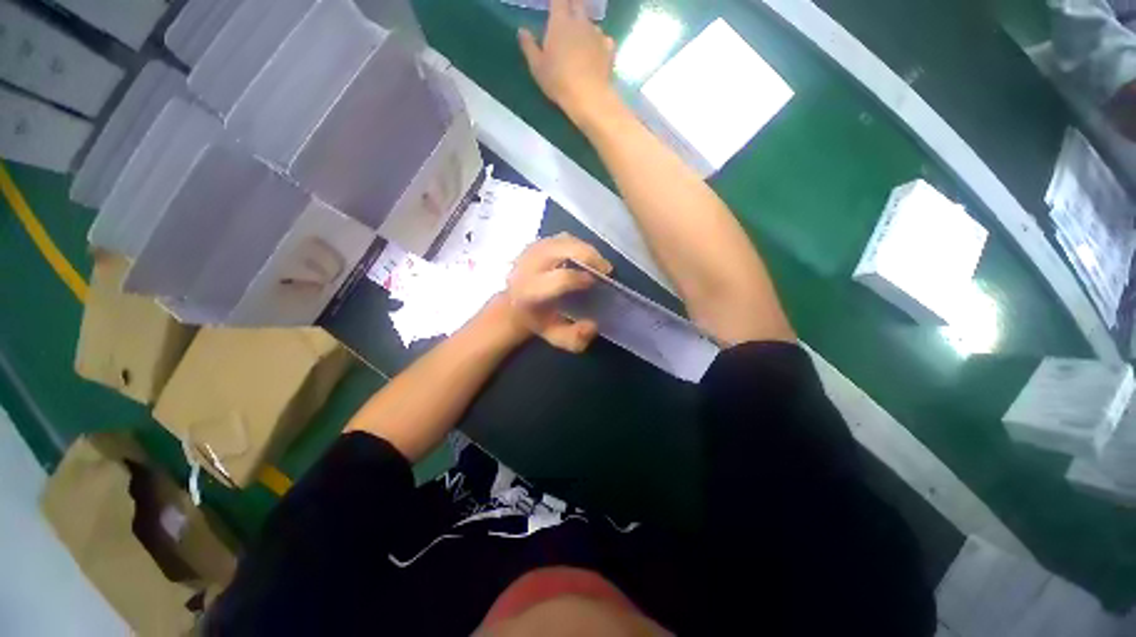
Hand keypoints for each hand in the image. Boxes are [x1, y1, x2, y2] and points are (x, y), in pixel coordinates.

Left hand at [504, 233, 612, 352]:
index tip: (595, 282)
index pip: (560, 279)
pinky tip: (586, 257)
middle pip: (563, 249)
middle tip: (605, 269)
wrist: (513, 304)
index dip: (581, 279)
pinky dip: (578, 245)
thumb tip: (593, 326)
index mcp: (530, 291)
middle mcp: (529, 266)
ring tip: (598, 263)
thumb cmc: (537, 320)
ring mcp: (531, 250)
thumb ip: (574, 338)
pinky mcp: (536, 242)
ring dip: (586, 250)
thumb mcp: (555, 336)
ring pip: (565, 241)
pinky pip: (563, 238)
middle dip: (589, 256)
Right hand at [518, 0, 618, 126]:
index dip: (556, 1)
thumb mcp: (537, 67)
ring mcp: (597, 33)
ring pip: (591, 23)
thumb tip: (522, 31)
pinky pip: (604, 40)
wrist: (589, 96)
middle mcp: (580, 21)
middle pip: (578, 4)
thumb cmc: (559, 81)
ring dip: (585, 28)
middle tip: (566, 19)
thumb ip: (529, 46)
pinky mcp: (609, 48)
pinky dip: (599, 44)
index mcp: (560, 22)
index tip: (554, 6)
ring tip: (581, 43)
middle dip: (572, 7)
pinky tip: (596, 55)